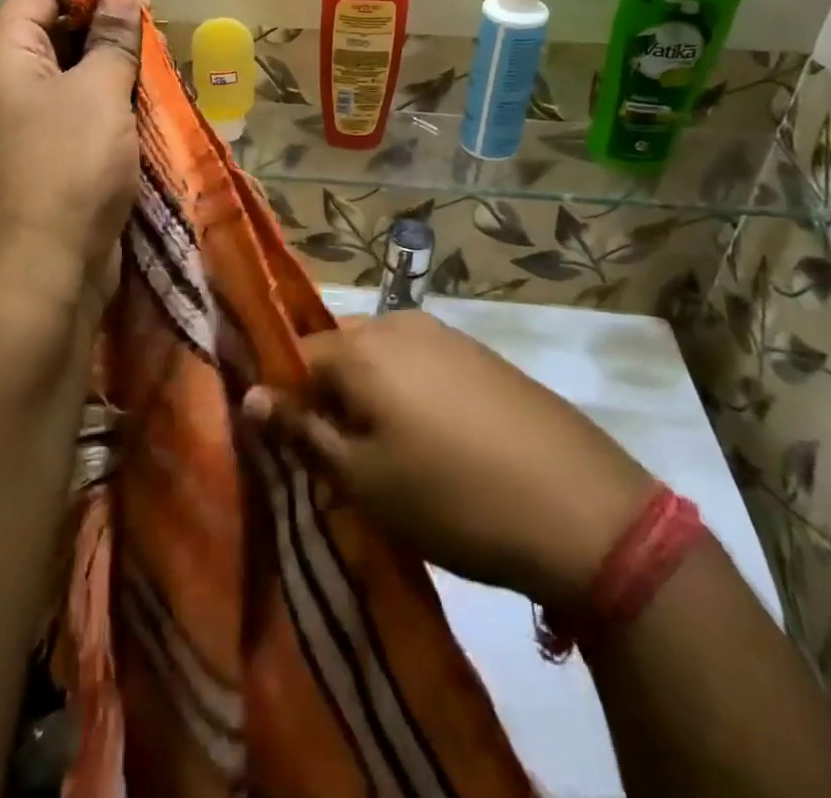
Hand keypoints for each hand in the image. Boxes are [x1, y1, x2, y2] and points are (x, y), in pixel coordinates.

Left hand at [0, 0, 143, 323]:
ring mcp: (25, 132)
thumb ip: (113, 40)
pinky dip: (113, 117)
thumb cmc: (66, 171)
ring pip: (75, 83)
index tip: (140, 8)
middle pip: (57, 34)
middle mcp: (7, 89)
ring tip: (158, 89)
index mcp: (5, 58)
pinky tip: (147, 126)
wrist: (37, 281)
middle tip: (155, 52)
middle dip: (110, 35)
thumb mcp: (98, 94)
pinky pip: (80, 124)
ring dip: (117, 79)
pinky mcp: (47, 169)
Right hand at [242, 311, 656, 611]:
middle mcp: (397, 323)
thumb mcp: (364, 479)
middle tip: (338, 457)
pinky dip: (408, 395)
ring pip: (380, 359)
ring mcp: (444, 334)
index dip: (283, 398)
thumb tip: (251, 395)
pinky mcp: (479, 353)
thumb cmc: (452, 497)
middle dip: (328, 398)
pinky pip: (419, 364)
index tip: (288, 443)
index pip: (293, 356)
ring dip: (369, 398)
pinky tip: (431, 442)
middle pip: (338, 352)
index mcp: (361, 347)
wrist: (580, 507)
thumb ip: (302, 431)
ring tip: (385, 455)